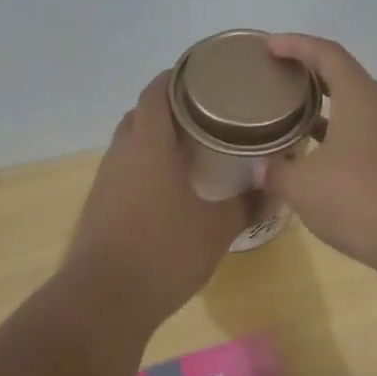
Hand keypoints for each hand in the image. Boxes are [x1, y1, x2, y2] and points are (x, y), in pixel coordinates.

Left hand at [64, 72, 246, 324]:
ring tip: (192, 148)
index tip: (204, 75)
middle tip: (206, 114)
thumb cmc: (164, 251)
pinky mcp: (99, 205)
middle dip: (169, 107)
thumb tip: (277, 191)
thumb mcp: (218, 229)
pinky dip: (145, 166)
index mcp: (149, 145)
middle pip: (141, 114)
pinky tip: (169, 188)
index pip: (157, 92)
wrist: (104, 300)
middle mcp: (122, 153)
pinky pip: (125, 170)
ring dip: (155, 138)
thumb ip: (248, 205)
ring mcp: (106, 180)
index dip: (177, 77)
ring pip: (131, 143)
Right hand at [259, 34, 376, 280]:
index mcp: (361, 98)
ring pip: (359, 111)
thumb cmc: (361, 201)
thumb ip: (276, 172)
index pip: (327, 53)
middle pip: (346, 78)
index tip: (269, 46)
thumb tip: (260, 169)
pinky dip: (342, 139)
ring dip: (327, 111)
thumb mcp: (304, 187)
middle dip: (311, 75)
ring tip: (295, 121)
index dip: (296, 44)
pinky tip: (323, 164)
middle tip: (279, 81)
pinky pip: (369, 138)